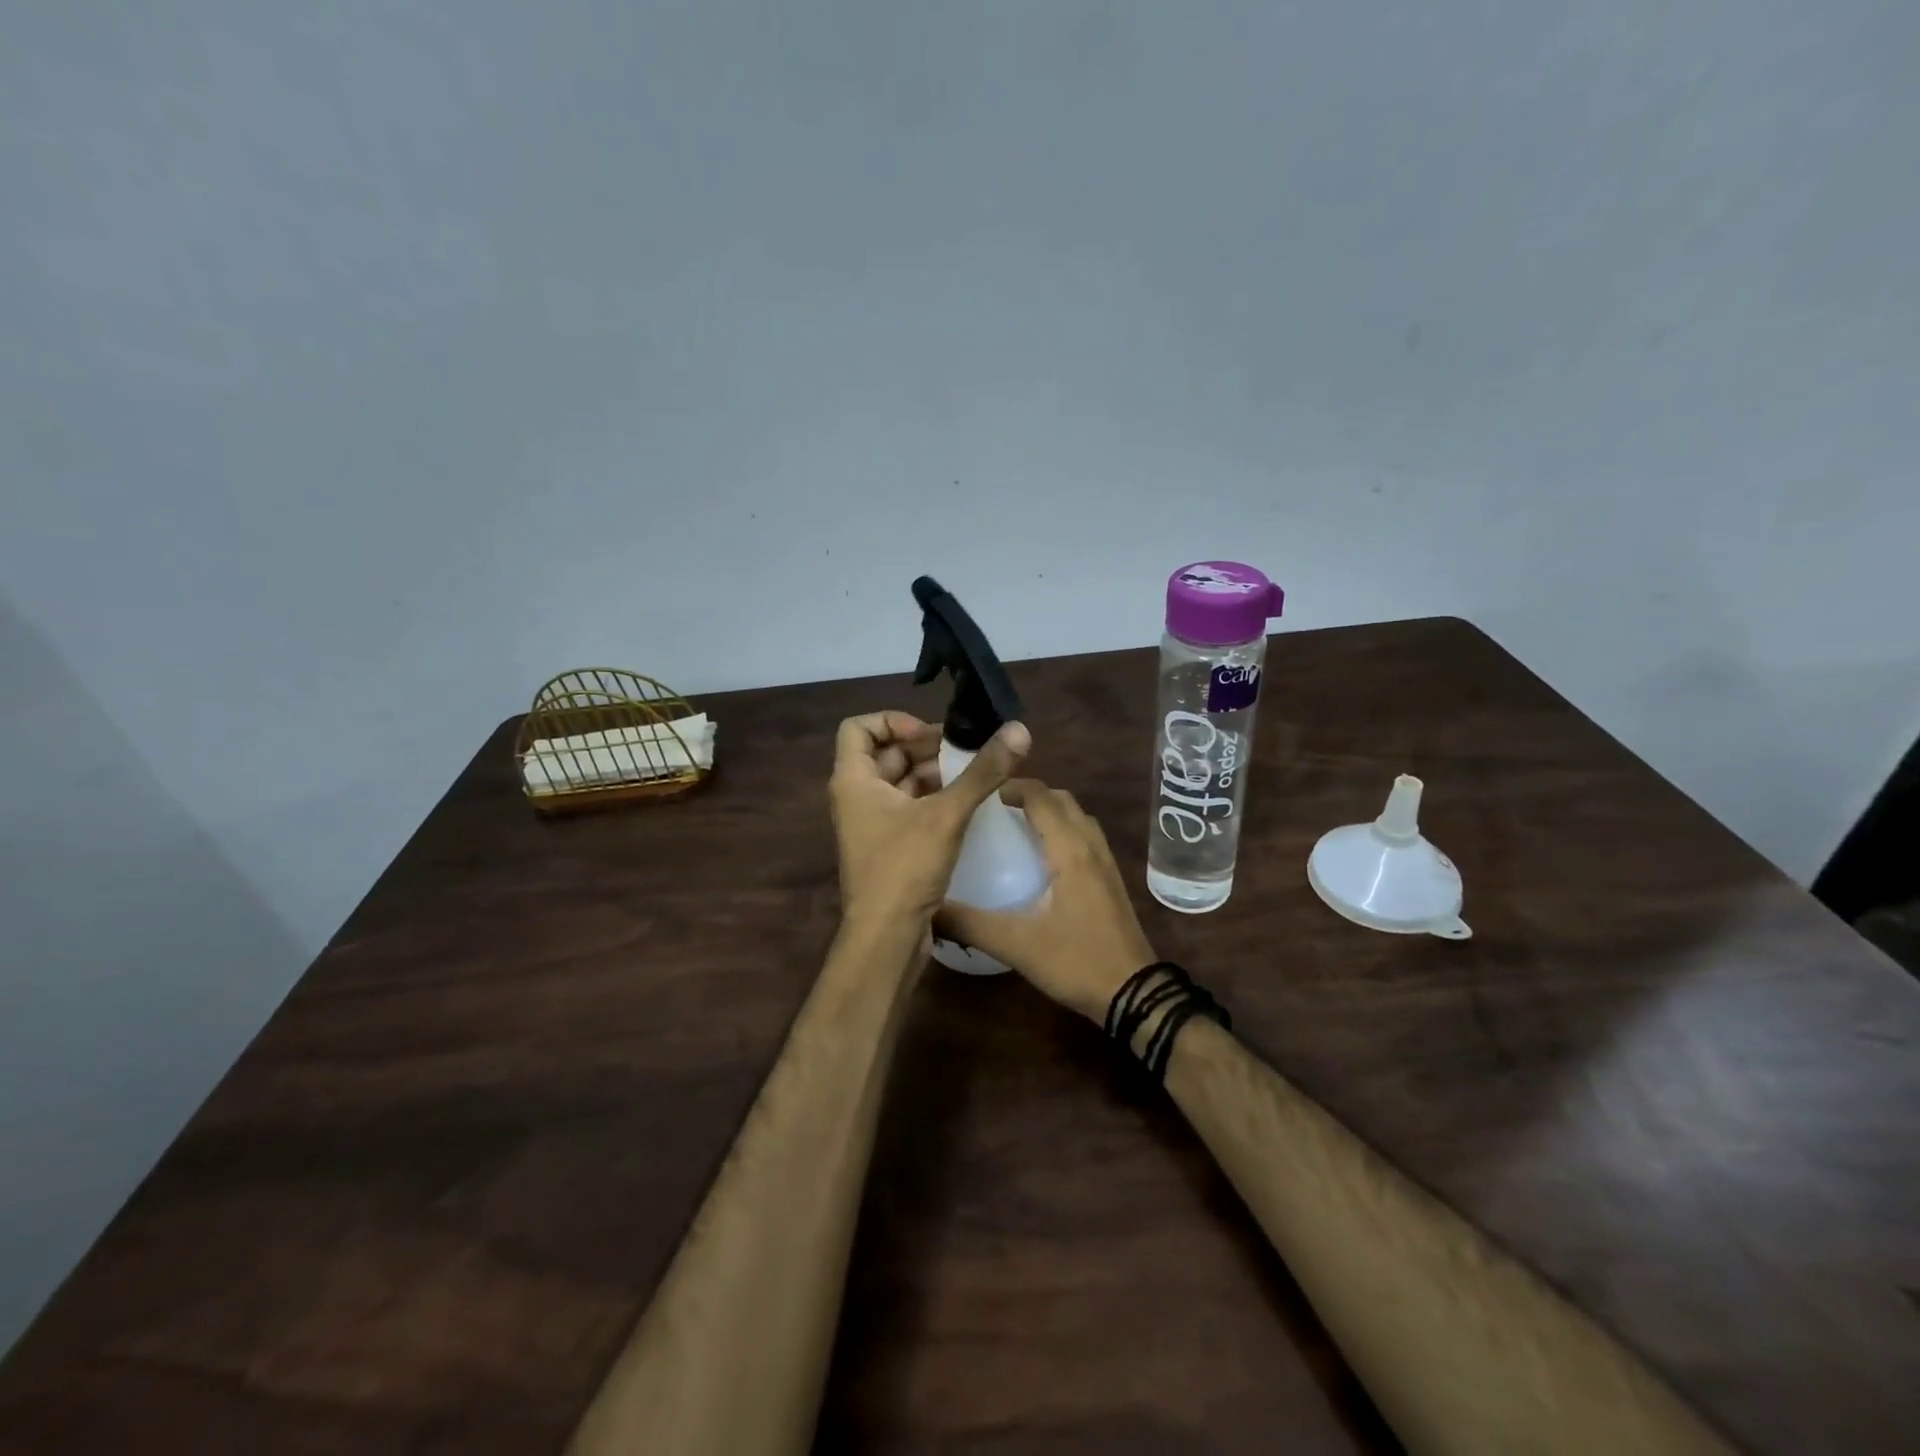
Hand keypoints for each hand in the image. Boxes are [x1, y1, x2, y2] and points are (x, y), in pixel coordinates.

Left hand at [830, 711, 1030, 933]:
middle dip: (925, 747)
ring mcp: (871, 824)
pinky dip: (933, 799)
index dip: (893, 721)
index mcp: (853, 780)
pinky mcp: (889, 847)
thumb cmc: (904, 868)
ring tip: (974, 773)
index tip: (930, 734)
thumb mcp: (946, 814)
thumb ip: (982, 772)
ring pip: (901, 783)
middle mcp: (857, 797)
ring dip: (933, 773)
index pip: (858, 728)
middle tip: (967, 749)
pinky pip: (909, 808)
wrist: (886, 939)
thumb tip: (1019, 730)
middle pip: (885, 754)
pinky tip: (967, 804)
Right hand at [936, 781, 1155, 1023]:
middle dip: (1030, 795)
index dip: (1011, 786)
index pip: (1041, 797)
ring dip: (1050, 811)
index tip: (981, 793)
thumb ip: (968, 924)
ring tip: (1017, 827)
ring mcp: (1106, 863)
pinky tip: (1043, 860)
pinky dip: (1064, 831)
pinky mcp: (1112, 881)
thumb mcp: (1015, 944)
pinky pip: (1087, 838)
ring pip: (1078, 818)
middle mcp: (1091, 846)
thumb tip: (926, 909)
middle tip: (995, 809)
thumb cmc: (1075, 961)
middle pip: (1062, 800)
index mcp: (1069, 850)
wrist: (1134, 993)